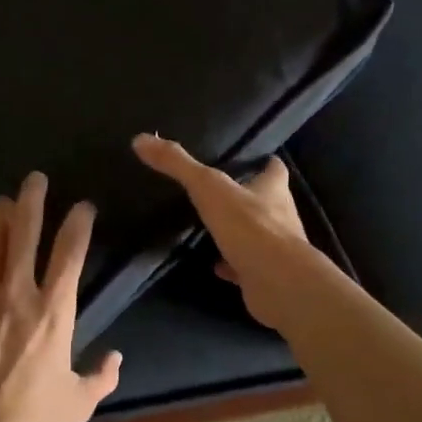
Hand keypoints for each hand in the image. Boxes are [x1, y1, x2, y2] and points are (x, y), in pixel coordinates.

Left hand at [0, 171, 121, 421]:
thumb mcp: (77, 404)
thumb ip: (101, 376)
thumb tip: (115, 358)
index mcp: (54, 311)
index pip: (70, 251)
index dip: (78, 222)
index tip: (82, 206)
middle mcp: (17, 294)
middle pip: (25, 231)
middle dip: (32, 199)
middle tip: (34, 179)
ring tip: (1, 203)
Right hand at [132, 134, 316, 331]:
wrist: (278, 283)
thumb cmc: (249, 226)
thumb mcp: (208, 187)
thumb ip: (177, 164)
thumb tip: (141, 139)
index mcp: (273, 189)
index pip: (275, 168)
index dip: (264, 162)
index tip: (250, 157)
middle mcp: (280, 215)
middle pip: (267, 200)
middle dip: (248, 196)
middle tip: (220, 191)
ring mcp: (276, 248)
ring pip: (257, 234)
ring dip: (239, 230)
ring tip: (213, 225)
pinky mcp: (266, 275)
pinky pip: (246, 266)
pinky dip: (231, 264)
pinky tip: (215, 264)